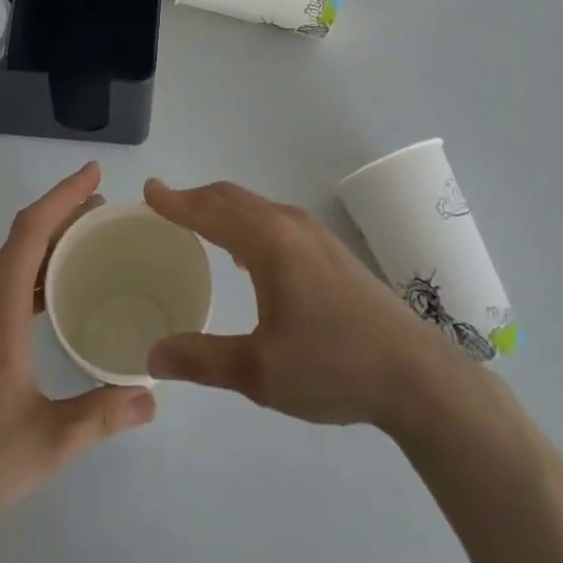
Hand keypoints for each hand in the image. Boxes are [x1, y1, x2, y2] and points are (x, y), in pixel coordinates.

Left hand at [0, 163, 156, 538]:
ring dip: (43, 248)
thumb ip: (103, 414)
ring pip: (5, 266)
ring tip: (80, 252)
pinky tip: (43, 305)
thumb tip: (151, 395)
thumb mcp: (50, 442)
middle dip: (61, 217)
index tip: (93, 174)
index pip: (31, 230)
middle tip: (101, 213)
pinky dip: (25, 276)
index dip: (63, 195)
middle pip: (20, 240)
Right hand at [144, 179, 460, 429]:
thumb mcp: (260, 372)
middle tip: (163, 206)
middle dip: (194, 199)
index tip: (148, 189)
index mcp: (269, 242)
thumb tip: (153, 352)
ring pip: (254, 207)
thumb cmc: (333, 366)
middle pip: (231, 198)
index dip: (175, 201)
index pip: (210, 211)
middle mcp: (289, 224)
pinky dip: (245, 222)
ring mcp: (313, 233)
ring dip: (221, 209)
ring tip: (195, 225)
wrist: (414, 373)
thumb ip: (202, 359)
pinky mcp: (329, 249)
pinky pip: (273, 220)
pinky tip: (243, 256)